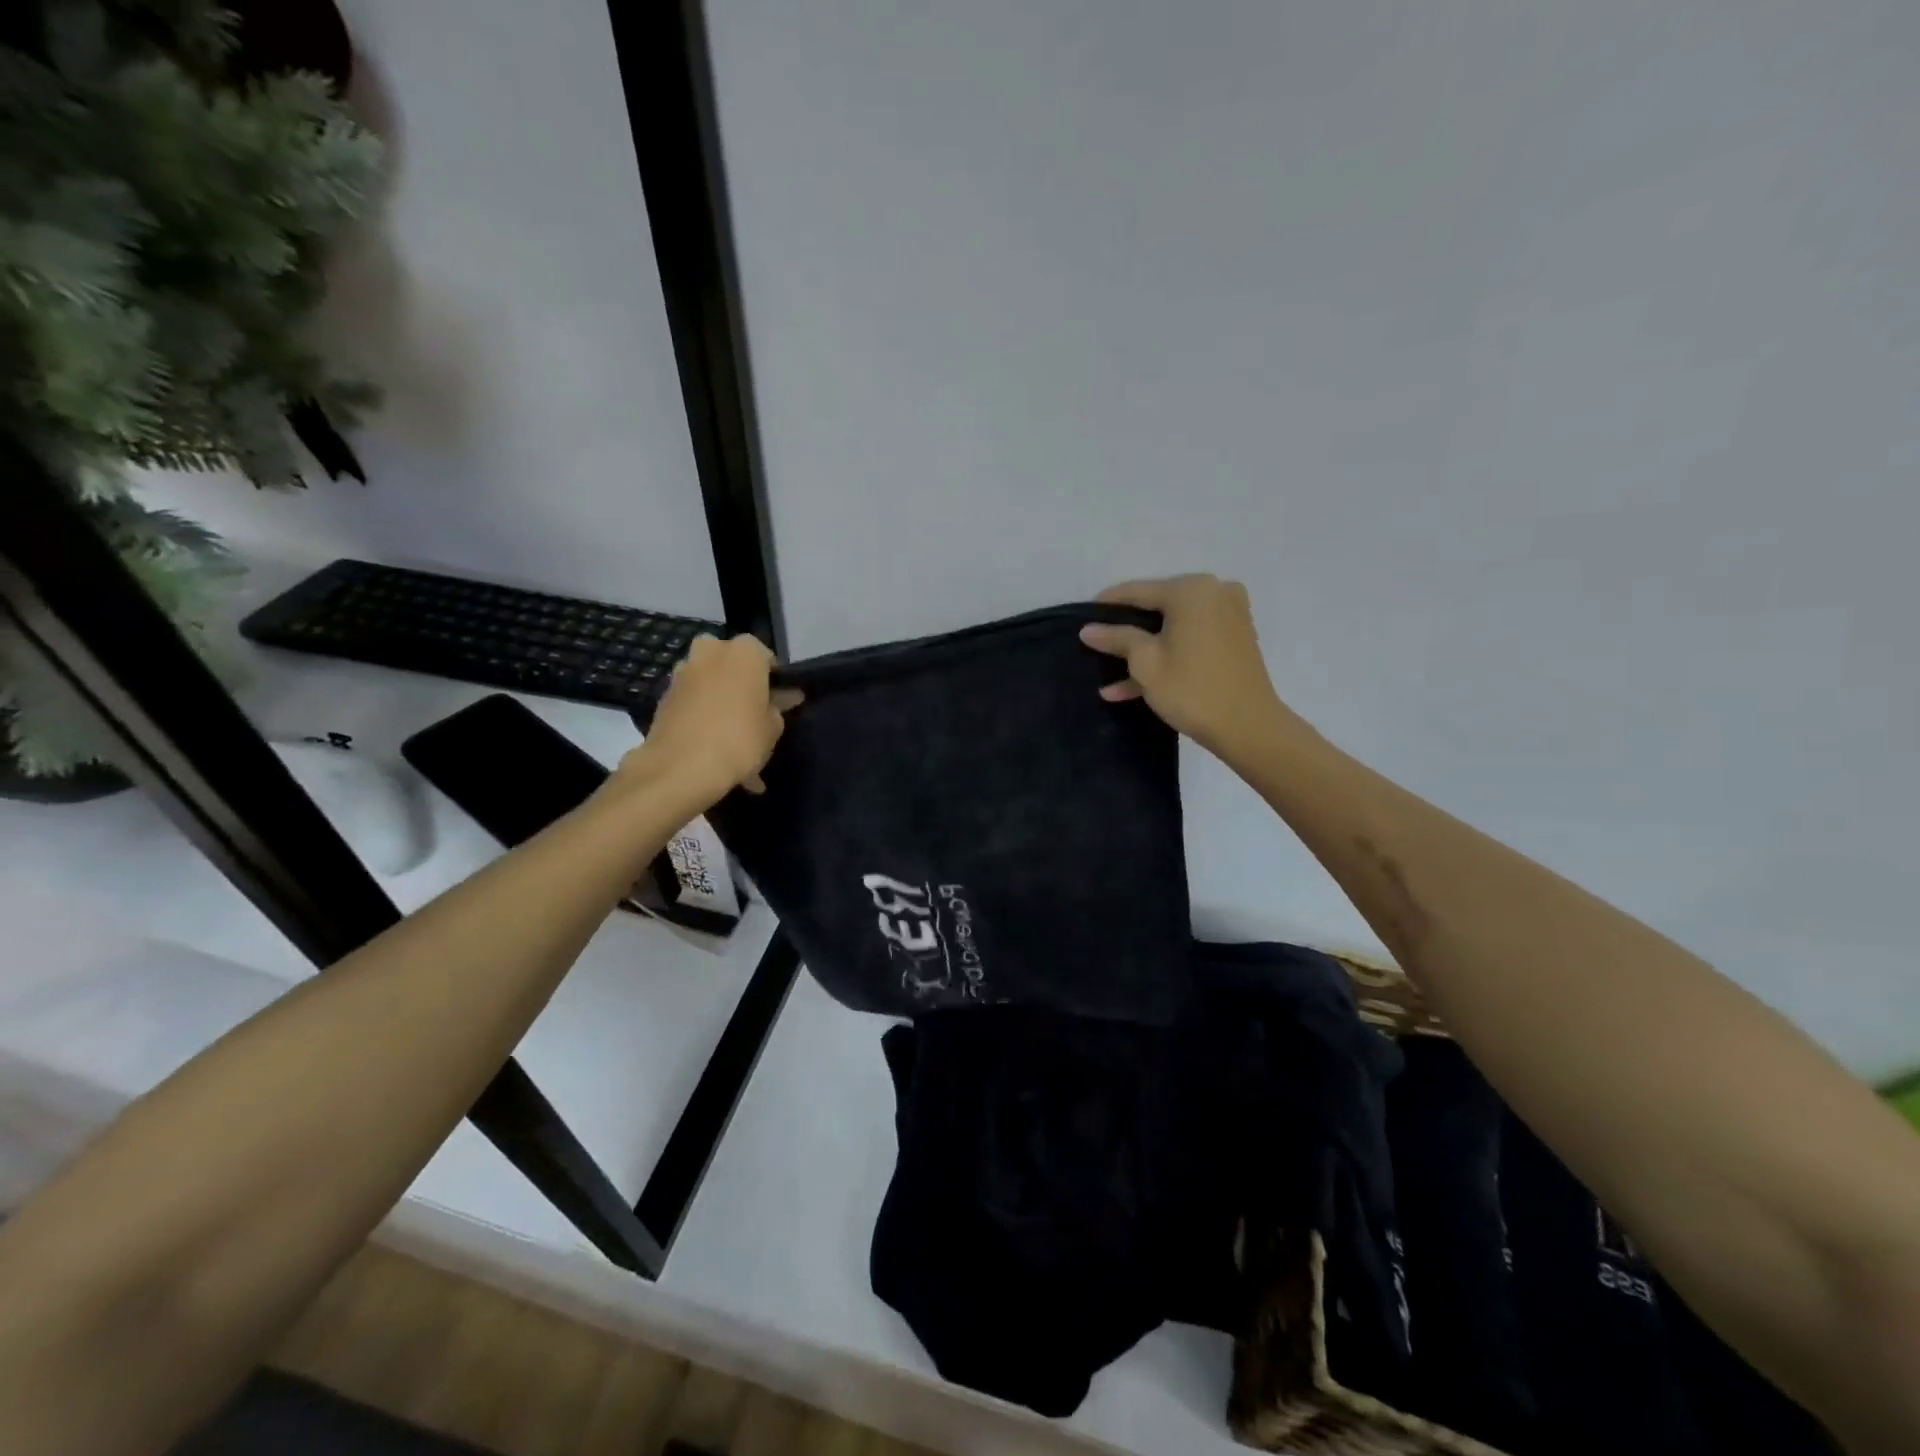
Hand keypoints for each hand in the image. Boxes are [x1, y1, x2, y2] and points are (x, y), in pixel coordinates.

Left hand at [620, 635, 800, 805]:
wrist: (681, 767)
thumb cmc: (739, 740)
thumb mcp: (773, 728)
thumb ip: (778, 708)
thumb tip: (781, 699)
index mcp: (744, 652)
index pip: (765, 656)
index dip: (773, 680)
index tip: (779, 702)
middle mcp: (711, 652)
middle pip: (731, 664)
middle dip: (740, 683)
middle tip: (752, 712)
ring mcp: (683, 673)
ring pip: (709, 682)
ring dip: (719, 699)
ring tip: (730, 735)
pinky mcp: (664, 696)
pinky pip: (692, 702)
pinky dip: (701, 716)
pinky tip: (711, 745)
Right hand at [1079, 575, 1295, 756]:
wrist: (1248, 727)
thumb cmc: (1191, 689)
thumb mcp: (1145, 662)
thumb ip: (1116, 638)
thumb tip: (1088, 630)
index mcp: (1192, 590)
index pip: (1139, 591)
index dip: (1109, 604)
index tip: (1084, 613)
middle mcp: (1214, 593)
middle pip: (1159, 608)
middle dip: (1128, 632)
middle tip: (1099, 644)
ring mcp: (1229, 616)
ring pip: (1174, 629)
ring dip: (1144, 652)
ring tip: (1109, 677)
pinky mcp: (1235, 640)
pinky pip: (1192, 641)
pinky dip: (1168, 657)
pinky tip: (1133, 686)